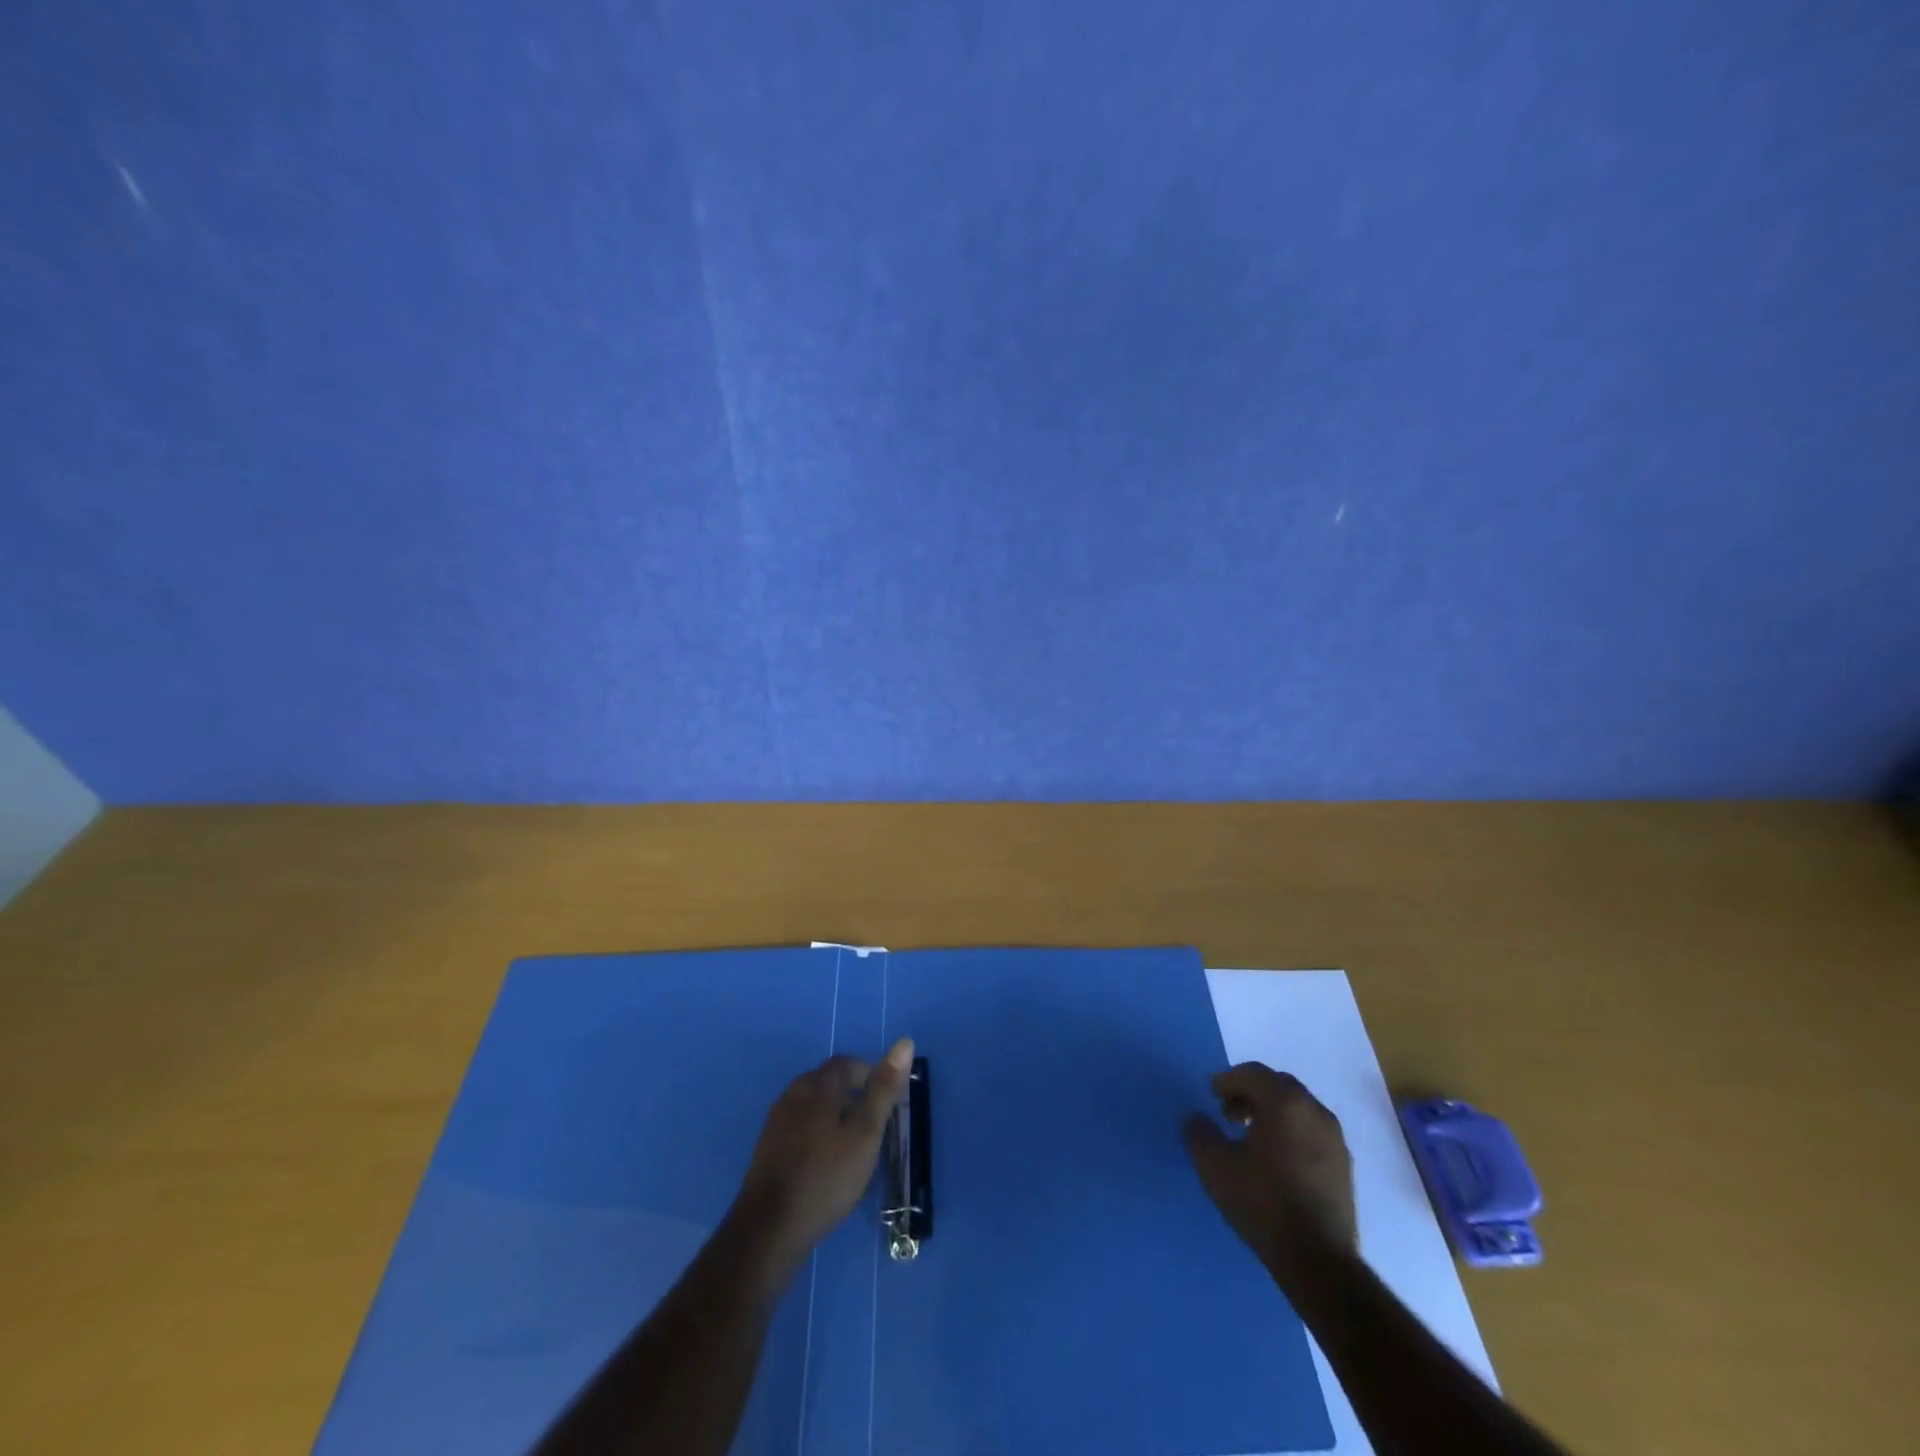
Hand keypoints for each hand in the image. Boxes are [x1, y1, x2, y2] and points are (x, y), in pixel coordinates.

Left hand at [731, 1038, 914, 1268]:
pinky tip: (826, 1163)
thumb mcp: (865, 1133)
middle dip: (854, 1096)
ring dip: (835, 1117)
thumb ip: (884, 1089)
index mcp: (816, 1085)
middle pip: (828, 1083)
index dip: (871, 1076)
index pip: (848, 1064)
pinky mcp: (767, 1149)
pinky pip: (799, 1128)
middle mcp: (792, 1094)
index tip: (888, 1102)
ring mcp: (776, 1122)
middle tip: (875, 1126)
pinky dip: (818, 1135)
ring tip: (854, 1146)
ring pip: (813, 1107)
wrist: (769, 1229)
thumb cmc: (826, 1176)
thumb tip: (905, 1042)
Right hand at [1185, 1063, 1356, 1277]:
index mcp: (1285, 1102)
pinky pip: (1312, 1131)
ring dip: (1272, 1112)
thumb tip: (1198, 1119)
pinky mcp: (1344, 1165)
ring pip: (1298, 1108)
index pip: (1252, 1073)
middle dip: (1251, 1093)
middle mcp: (1314, 1110)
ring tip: (1252, 1137)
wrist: (1318, 1260)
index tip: (1212, 1096)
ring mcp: (1335, 1138)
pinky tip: (1277, 1160)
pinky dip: (1291, 1132)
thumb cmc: (1263, 1203)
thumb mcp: (1215, 1166)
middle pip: (1278, 1085)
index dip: (1228, 1081)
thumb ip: (1200, 1134)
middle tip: (1229, 1114)